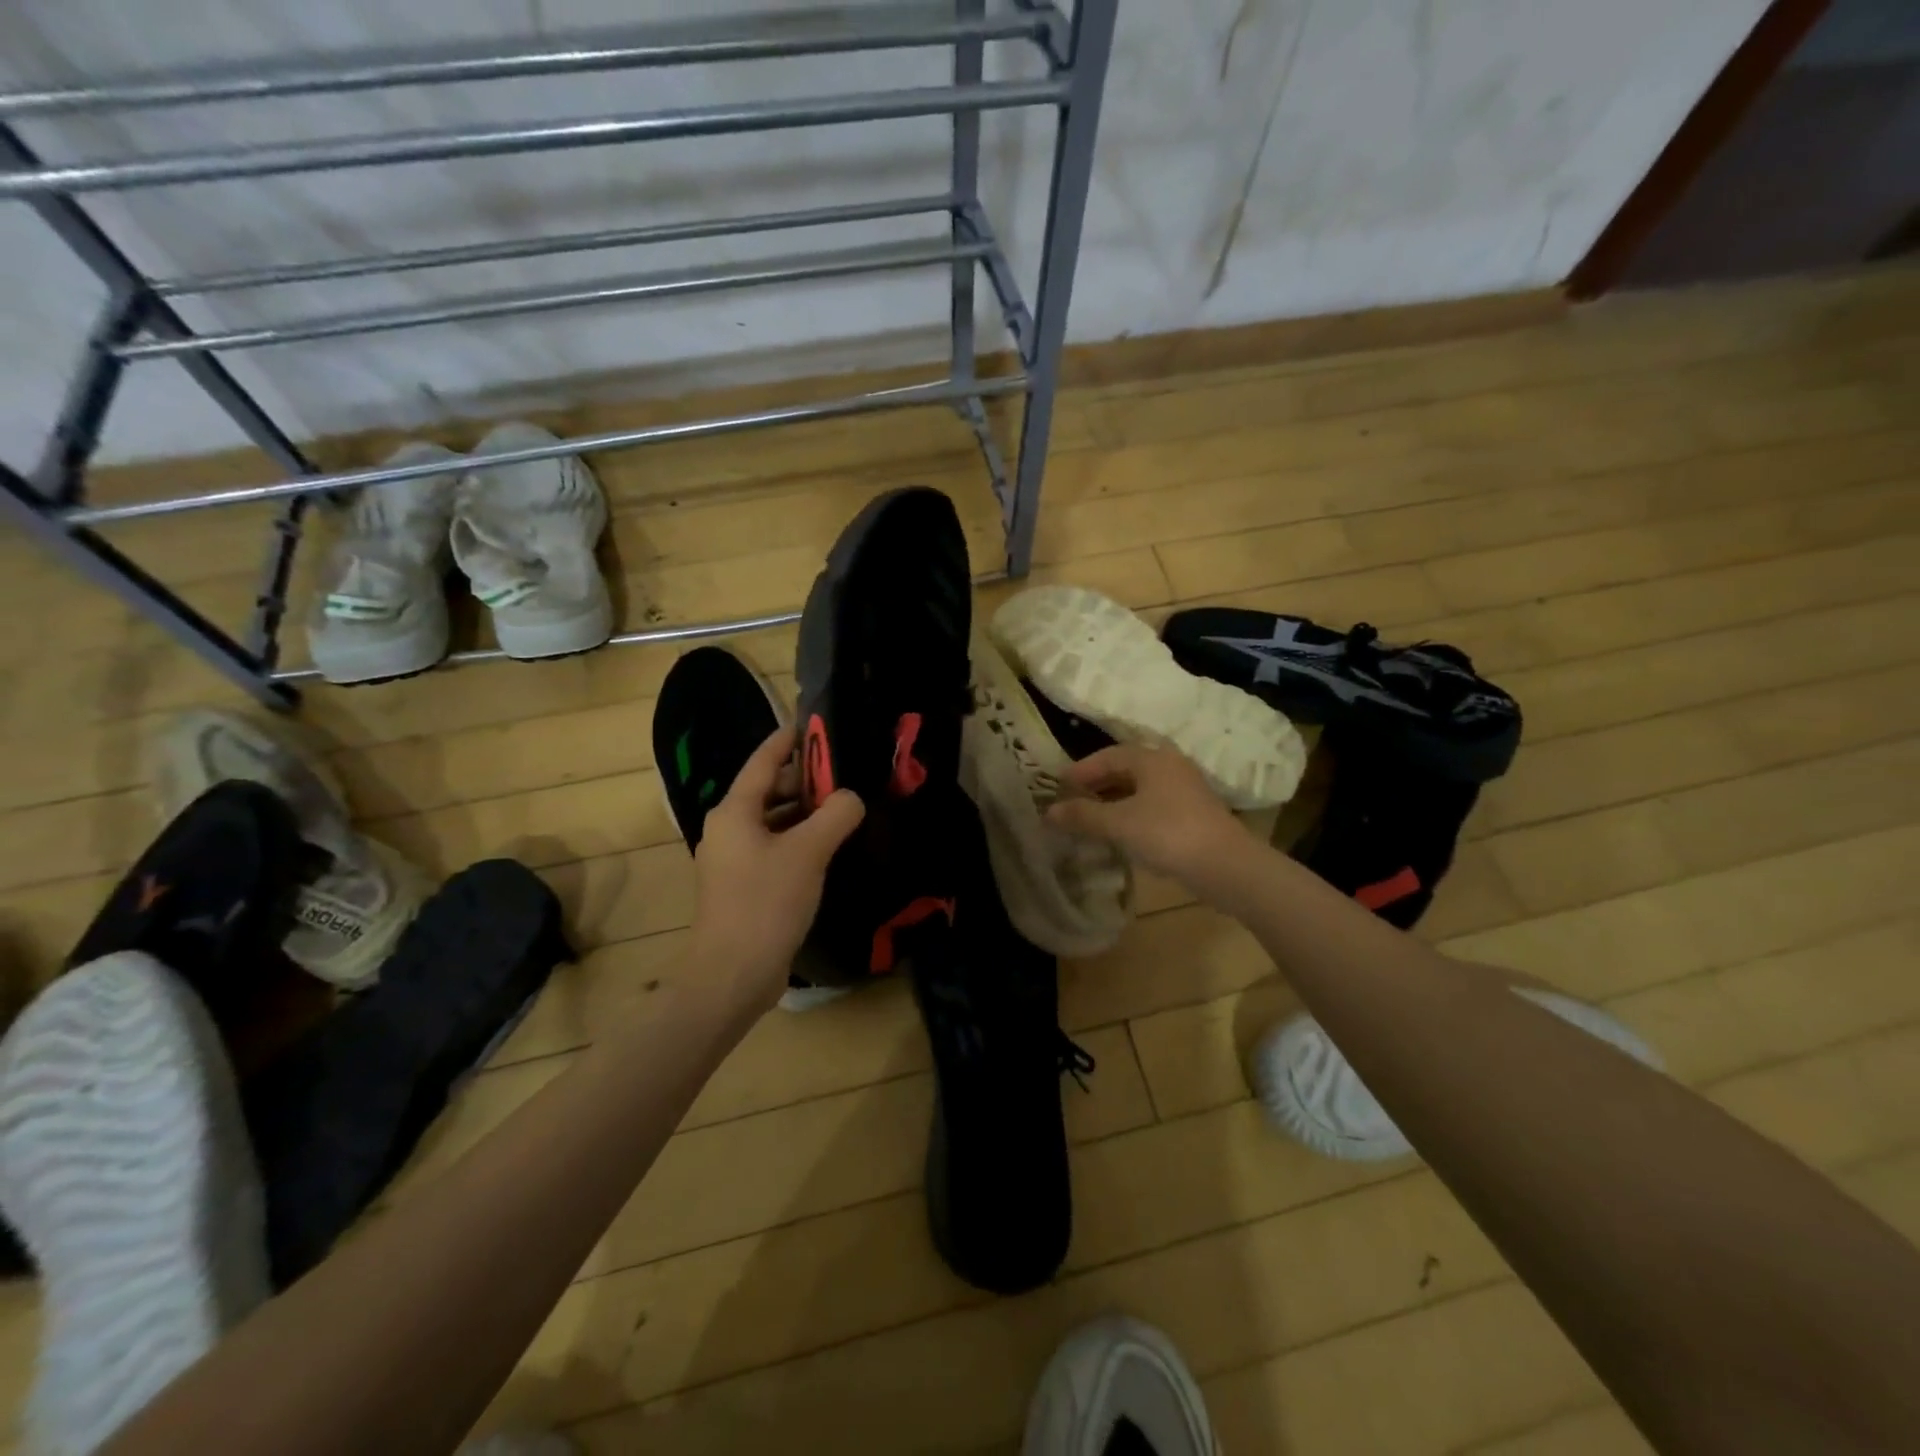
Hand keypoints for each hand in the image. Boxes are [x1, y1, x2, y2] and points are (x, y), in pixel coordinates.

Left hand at [689, 726, 864, 1016]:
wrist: (732, 975)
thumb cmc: (765, 903)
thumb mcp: (808, 852)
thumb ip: (835, 815)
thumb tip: (851, 798)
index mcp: (734, 811)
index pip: (762, 760)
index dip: (788, 740)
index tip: (814, 724)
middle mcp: (728, 829)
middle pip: (768, 790)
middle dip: (804, 780)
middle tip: (845, 773)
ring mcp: (733, 860)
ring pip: (772, 822)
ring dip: (804, 813)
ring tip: (843, 808)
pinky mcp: (743, 886)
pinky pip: (774, 849)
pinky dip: (798, 841)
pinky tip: (828, 849)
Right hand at [1046, 742, 1249, 890]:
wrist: (1227, 866)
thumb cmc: (1167, 834)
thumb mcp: (1118, 824)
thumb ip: (1082, 816)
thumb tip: (1049, 812)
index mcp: (1152, 759)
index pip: (1107, 755)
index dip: (1080, 770)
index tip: (1058, 786)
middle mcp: (1170, 766)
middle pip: (1125, 769)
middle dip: (1097, 785)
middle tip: (1072, 801)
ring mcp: (1186, 790)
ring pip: (1141, 789)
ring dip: (1114, 801)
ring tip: (1092, 818)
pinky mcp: (1195, 814)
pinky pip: (1154, 805)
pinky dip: (1132, 814)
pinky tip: (1122, 833)